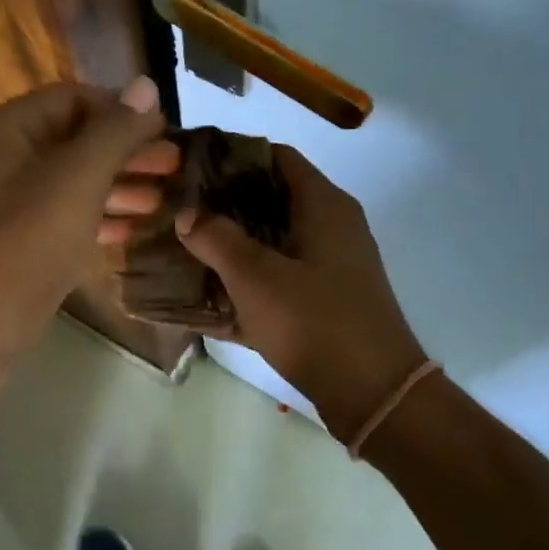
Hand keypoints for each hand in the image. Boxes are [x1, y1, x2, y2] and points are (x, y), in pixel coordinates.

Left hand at [0, 77, 169, 394]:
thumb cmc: (21, 244)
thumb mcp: (75, 180)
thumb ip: (113, 132)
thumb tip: (146, 85)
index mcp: (3, 129)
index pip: (72, 99)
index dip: (122, 111)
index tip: (168, 131)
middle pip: (72, 141)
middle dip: (125, 152)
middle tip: (176, 167)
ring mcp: (2, 205)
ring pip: (68, 183)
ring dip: (116, 187)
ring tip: (164, 200)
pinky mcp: (11, 245)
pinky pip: (58, 219)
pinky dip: (94, 219)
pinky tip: (131, 231)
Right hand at [174, 146, 424, 442]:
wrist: (373, 393)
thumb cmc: (314, 321)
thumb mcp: (255, 277)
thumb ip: (216, 238)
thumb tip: (188, 213)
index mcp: (322, 204)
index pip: (274, 156)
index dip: (231, 156)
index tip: (188, 167)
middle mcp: (329, 226)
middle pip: (268, 199)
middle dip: (221, 205)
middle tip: (176, 210)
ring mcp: (327, 265)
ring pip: (269, 241)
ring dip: (229, 245)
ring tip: (182, 248)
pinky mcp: (322, 299)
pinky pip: (275, 278)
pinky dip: (245, 281)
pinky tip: (204, 294)